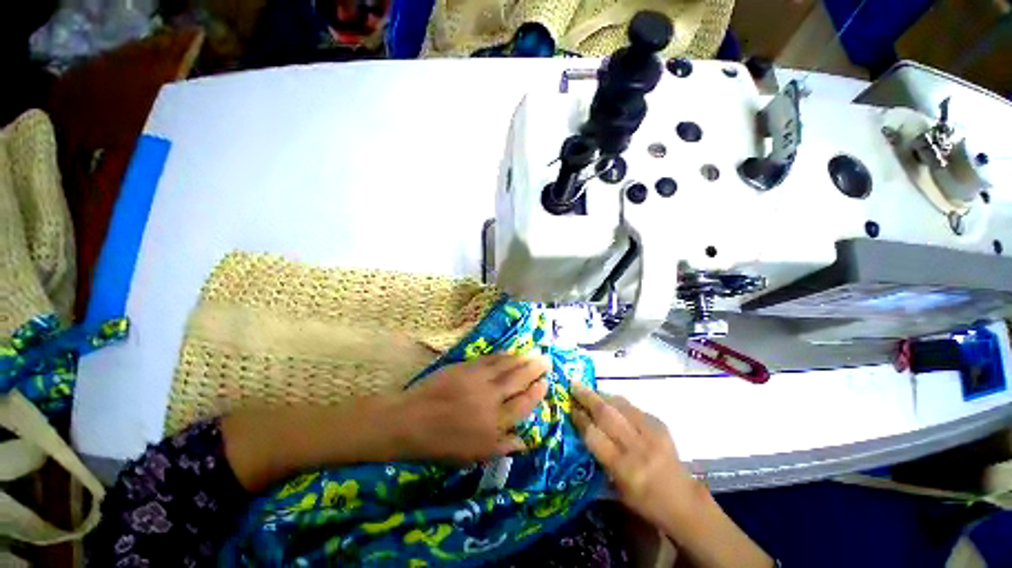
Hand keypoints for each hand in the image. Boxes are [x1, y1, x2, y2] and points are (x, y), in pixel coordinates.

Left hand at [393, 354, 549, 462]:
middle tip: (546, 360)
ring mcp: (477, 380)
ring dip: (522, 359)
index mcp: (493, 425)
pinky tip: (510, 352)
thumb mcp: (473, 456)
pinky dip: (503, 355)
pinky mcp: (466, 367)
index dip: (536, 393)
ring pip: (506, 366)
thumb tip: (525, 442)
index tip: (545, 384)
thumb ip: (501, 447)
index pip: (522, 405)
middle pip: (518, 380)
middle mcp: (490, 399)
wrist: (410, 421)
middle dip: (534, 369)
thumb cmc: (441, 444)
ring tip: (534, 353)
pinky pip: (490, 359)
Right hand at [571, 383, 700, 529]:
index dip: (580, 418)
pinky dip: (618, 402)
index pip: (594, 436)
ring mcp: (651, 433)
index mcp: (624, 468)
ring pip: (620, 405)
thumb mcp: (616, 489)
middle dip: (587, 397)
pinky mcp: (660, 424)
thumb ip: (598, 458)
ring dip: (601, 395)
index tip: (568, 407)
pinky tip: (610, 402)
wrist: (684, 501)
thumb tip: (581, 431)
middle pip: (607, 414)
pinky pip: (633, 407)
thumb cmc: (644, 501)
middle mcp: (637, 447)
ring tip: (589, 390)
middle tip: (573, 385)